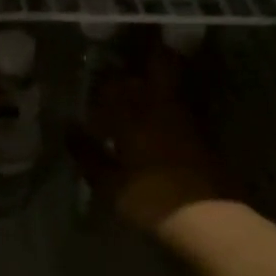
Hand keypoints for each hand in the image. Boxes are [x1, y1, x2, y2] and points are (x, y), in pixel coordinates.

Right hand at [68, 41, 227, 232]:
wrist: (206, 219)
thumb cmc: (149, 199)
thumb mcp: (109, 183)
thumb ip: (88, 154)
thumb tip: (70, 129)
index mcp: (133, 115)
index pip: (115, 83)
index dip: (105, 78)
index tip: (95, 79)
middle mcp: (161, 107)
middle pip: (158, 66)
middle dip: (144, 57)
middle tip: (127, 63)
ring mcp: (186, 119)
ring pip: (171, 86)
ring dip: (157, 81)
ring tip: (139, 92)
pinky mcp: (203, 135)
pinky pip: (181, 108)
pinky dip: (168, 107)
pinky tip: (157, 122)